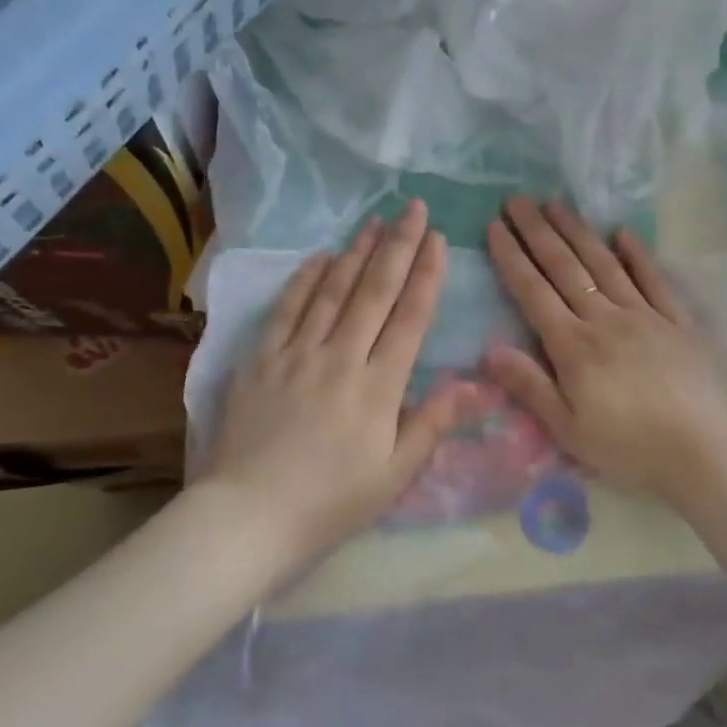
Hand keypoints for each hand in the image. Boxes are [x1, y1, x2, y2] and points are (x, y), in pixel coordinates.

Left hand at [197, 201, 464, 573]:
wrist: (248, 517)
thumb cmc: (331, 503)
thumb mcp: (394, 474)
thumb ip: (434, 423)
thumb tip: (478, 384)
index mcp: (378, 387)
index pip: (409, 318)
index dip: (426, 276)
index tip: (438, 240)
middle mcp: (339, 358)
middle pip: (374, 292)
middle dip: (398, 247)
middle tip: (413, 209)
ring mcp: (296, 354)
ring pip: (332, 291)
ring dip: (355, 252)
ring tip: (375, 221)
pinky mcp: (260, 360)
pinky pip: (286, 309)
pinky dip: (305, 280)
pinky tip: (319, 257)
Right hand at [483, 198, 726, 508]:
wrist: (706, 453)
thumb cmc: (629, 448)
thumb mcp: (568, 429)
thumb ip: (529, 386)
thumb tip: (488, 348)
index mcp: (574, 346)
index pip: (533, 292)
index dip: (512, 257)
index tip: (495, 227)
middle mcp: (605, 319)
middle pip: (565, 267)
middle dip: (537, 232)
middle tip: (517, 200)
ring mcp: (644, 315)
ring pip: (604, 264)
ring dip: (578, 232)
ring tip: (556, 204)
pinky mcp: (677, 321)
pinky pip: (654, 279)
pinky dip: (637, 254)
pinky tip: (623, 233)